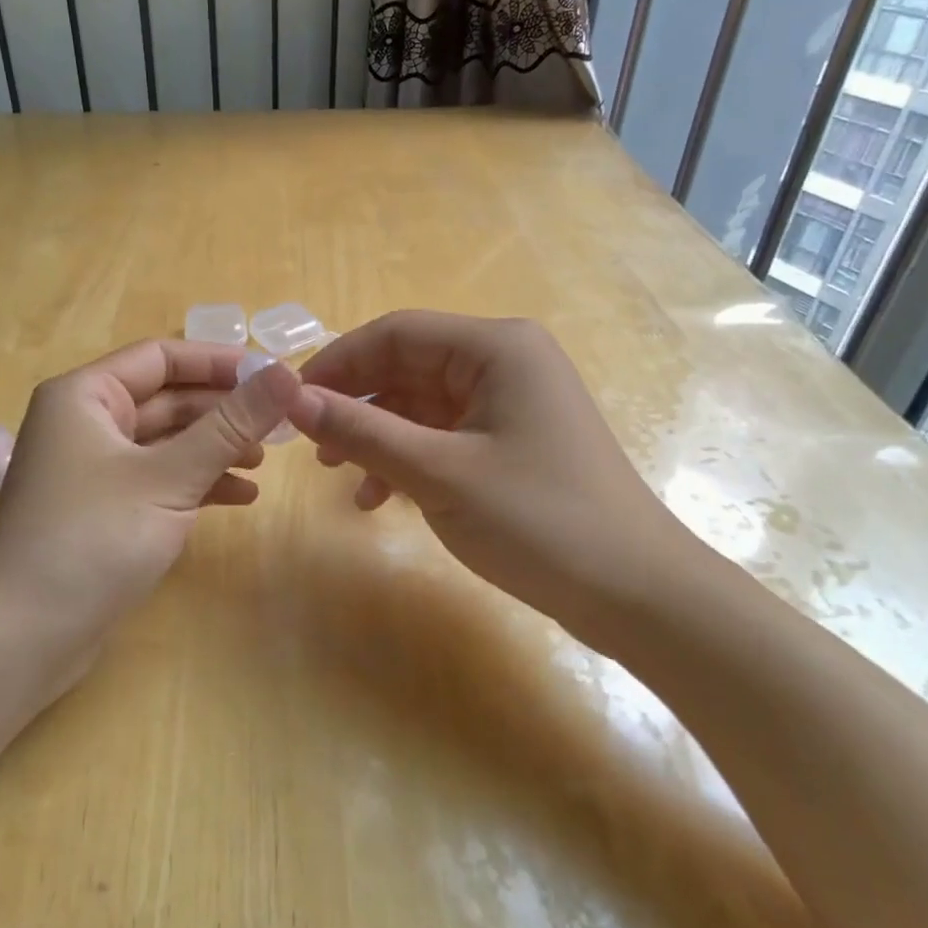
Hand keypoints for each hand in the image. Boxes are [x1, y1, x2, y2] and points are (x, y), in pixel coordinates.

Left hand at [0, 339, 301, 703]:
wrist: (24, 638)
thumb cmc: (93, 538)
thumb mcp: (171, 476)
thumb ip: (231, 424)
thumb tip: (287, 372)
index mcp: (85, 396)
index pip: (161, 357)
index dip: (219, 362)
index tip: (274, 374)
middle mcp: (85, 423)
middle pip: (167, 399)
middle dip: (222, 411)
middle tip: (279, 424)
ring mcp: (93, 469)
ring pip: (166, 442)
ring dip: (215, 448)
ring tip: (263, 463)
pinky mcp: (104, 510)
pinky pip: (158, 479)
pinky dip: (197, 483)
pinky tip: (240, 497)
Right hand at [288, 311, 710, 649]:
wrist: (638, 594)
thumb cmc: (539, 520)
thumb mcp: (439, 474)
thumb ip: (361, 431)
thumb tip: (292, 399)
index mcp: (496, 347)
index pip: (395, 332)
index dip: (337, 362)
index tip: (290, 400)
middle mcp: (505, 361)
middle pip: (407, 366)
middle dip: (356, 402)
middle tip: (308, 442)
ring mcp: (511, 402)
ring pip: (420, 404)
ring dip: (376, 435)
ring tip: (336, 472)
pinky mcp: (512, 440)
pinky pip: (443, 434)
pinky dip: (407, 458)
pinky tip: (378, 498)